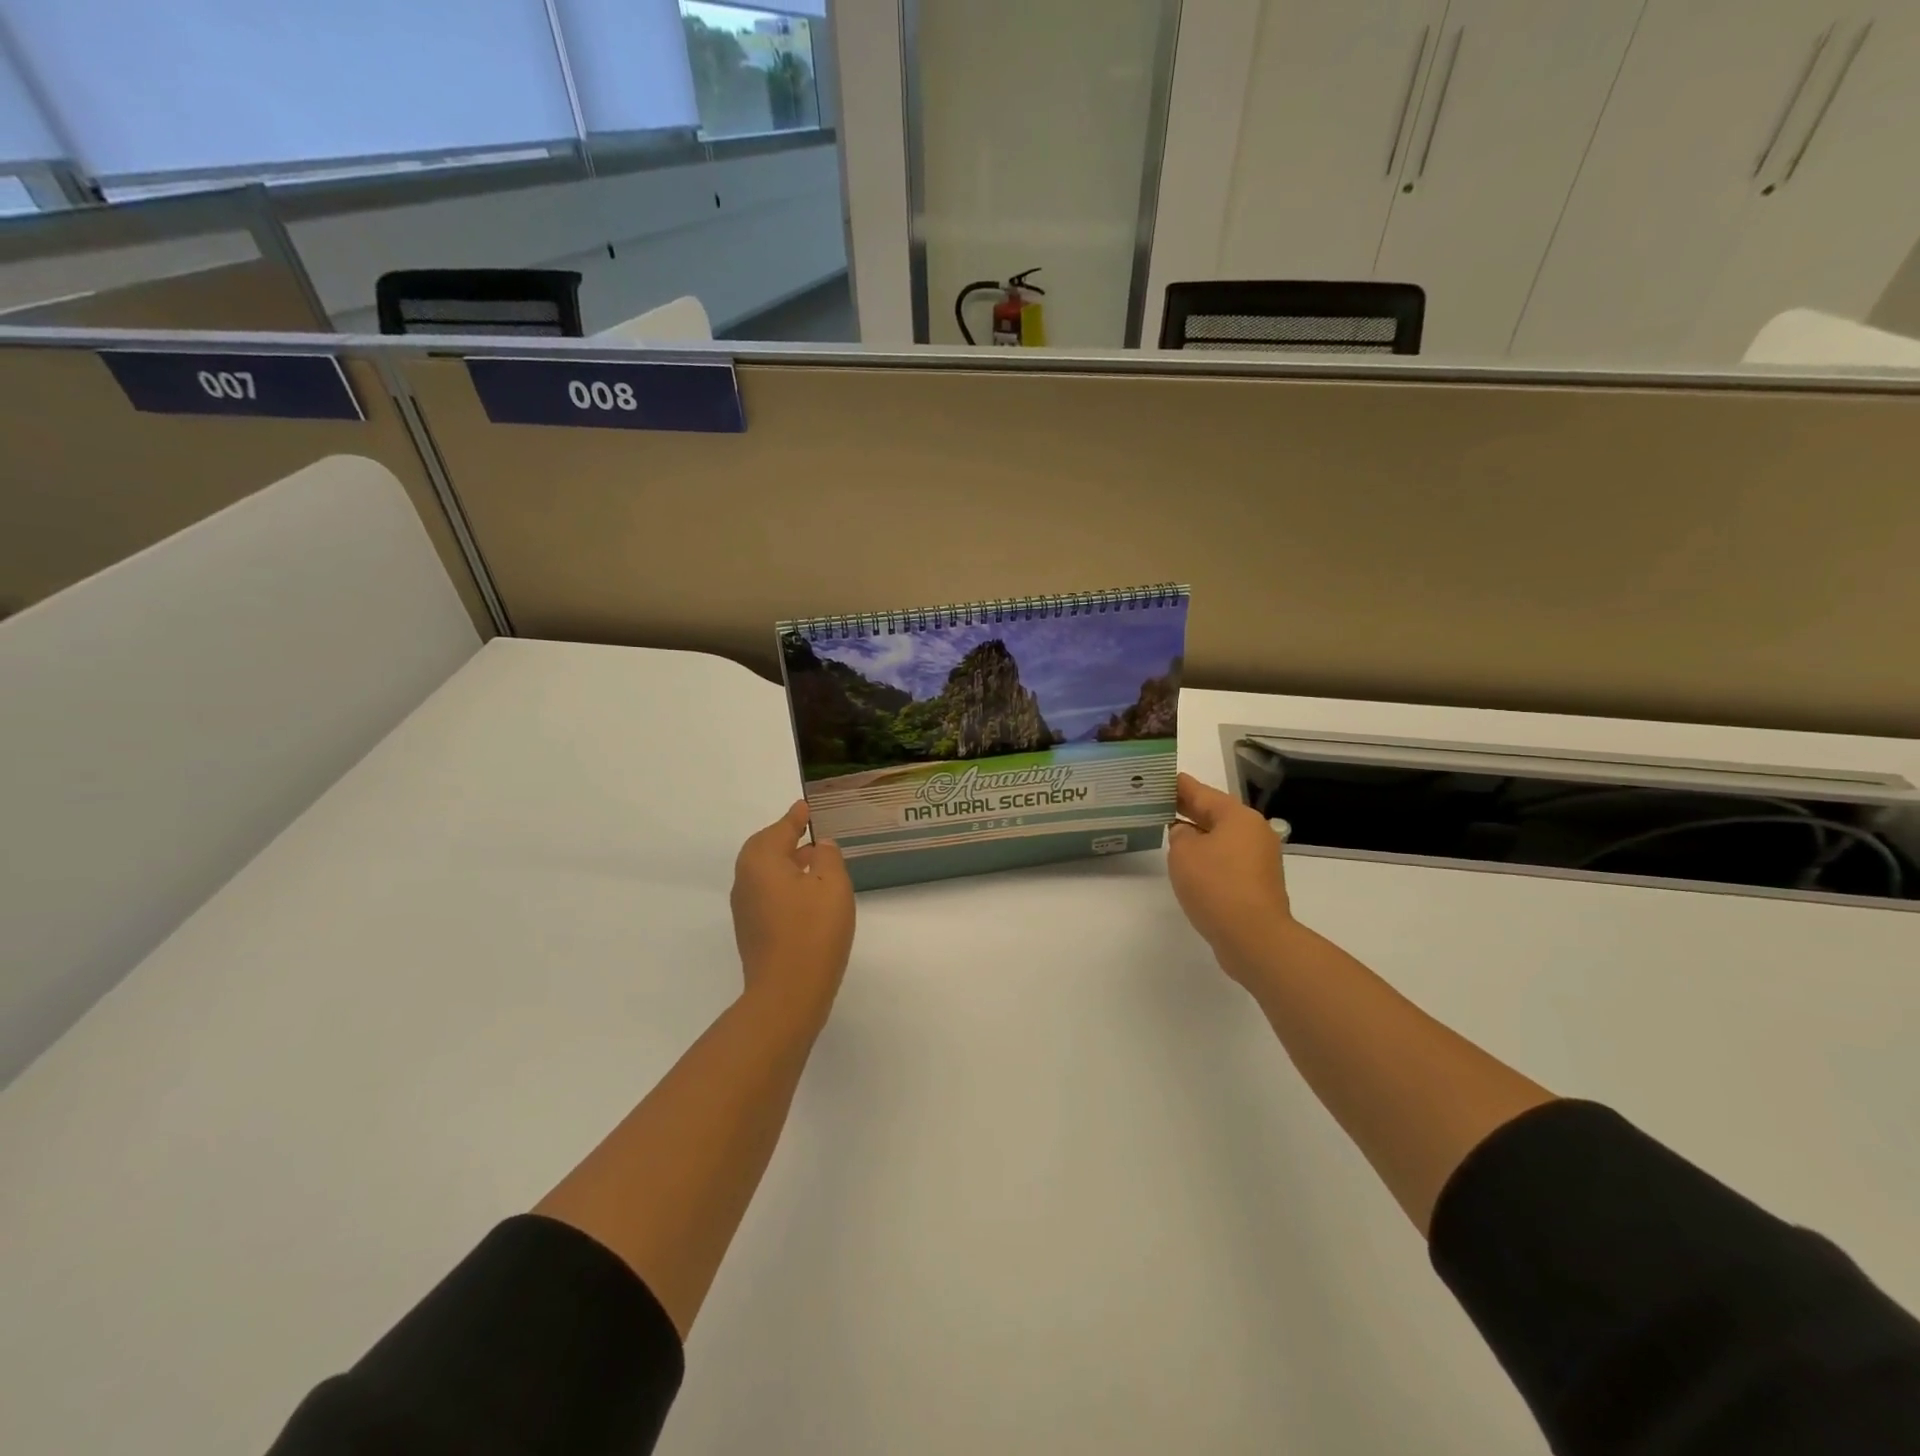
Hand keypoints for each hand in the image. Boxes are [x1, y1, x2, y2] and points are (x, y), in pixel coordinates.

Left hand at [730, 800, 854, 1015]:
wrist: (787, 993)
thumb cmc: (812, 931)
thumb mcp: (832, 885)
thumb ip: (827, 857)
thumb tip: (819, 846)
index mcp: (760, 861)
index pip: (780, 829)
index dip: (795, 817)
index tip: (805, 806)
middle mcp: (745, 880)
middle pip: (764, 849)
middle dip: (786, 839)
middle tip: (808, 831)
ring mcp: (745, 909)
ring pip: (765, 874)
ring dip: (786, 863)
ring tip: (813, 862)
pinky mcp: (752, 932)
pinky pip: (767, 894)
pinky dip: (784, 885)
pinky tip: (807, 896)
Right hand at [1168, 773, 1295, 981]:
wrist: (1253, 936)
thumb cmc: (1215, 885)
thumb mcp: (1184, 853)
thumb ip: (1180, 835)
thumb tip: (1187, 834)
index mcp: (1237, 816)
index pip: (1201, 792)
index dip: (1179, 785)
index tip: (1161, 778)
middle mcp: (1254, 831)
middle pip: (1215, 813)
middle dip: (1188, 809)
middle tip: (1160, 802)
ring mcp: (1259, 858)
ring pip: (1222, 837)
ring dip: (1199, 834)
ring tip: (1170, 832)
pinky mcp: (1258, 882)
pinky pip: (1227, 858)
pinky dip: (1209, 856)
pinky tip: (1190, 863)